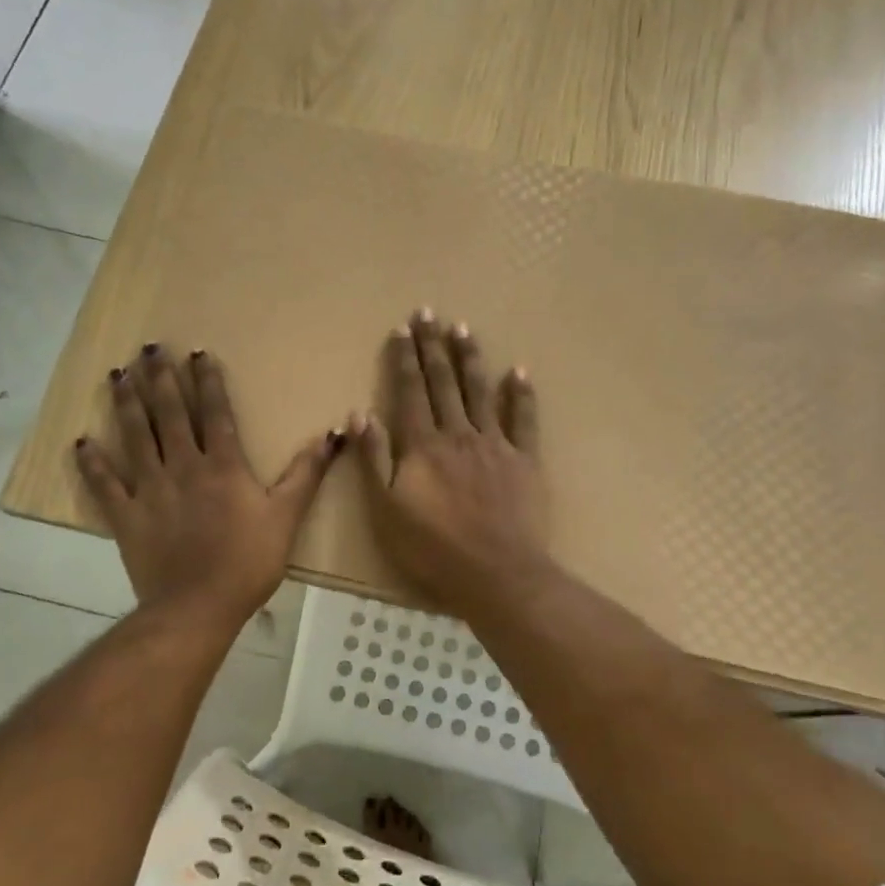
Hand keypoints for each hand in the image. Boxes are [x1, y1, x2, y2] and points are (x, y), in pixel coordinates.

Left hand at [75, 345, 340, 627]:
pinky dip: (92, 463)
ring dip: (126, 404)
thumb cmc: (248, 561)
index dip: (207, 380)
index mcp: (222, 465)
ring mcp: (149, 489)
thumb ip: (306, 473)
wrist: (198, 606)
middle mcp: (183, 466)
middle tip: (149, 349)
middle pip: (169, 414)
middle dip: (161, 379)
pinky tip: (81, 441)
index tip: (197, 352)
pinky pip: (104, 484)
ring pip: (135, 437)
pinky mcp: (125, 515)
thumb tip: (332, 435)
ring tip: (118, 374)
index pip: (214, 412)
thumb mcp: (286, 516)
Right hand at [350, 309, 547, 619]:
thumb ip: (373, 459)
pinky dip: (521, 394)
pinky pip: (523, 420)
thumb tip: (359, 413)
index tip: (402, 328)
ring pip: (480, 392)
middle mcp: (458, 434)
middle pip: (444, 382)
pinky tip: (518, 371)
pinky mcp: (525, 461)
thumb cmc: (433, 547)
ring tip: (463, 329)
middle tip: (429, 312)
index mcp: (422, 445)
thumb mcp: (386, 509)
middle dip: (434, 346)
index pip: (410, 391)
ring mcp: (495, 444)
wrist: (496, 573)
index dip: (405, 358)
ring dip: (470, 358)